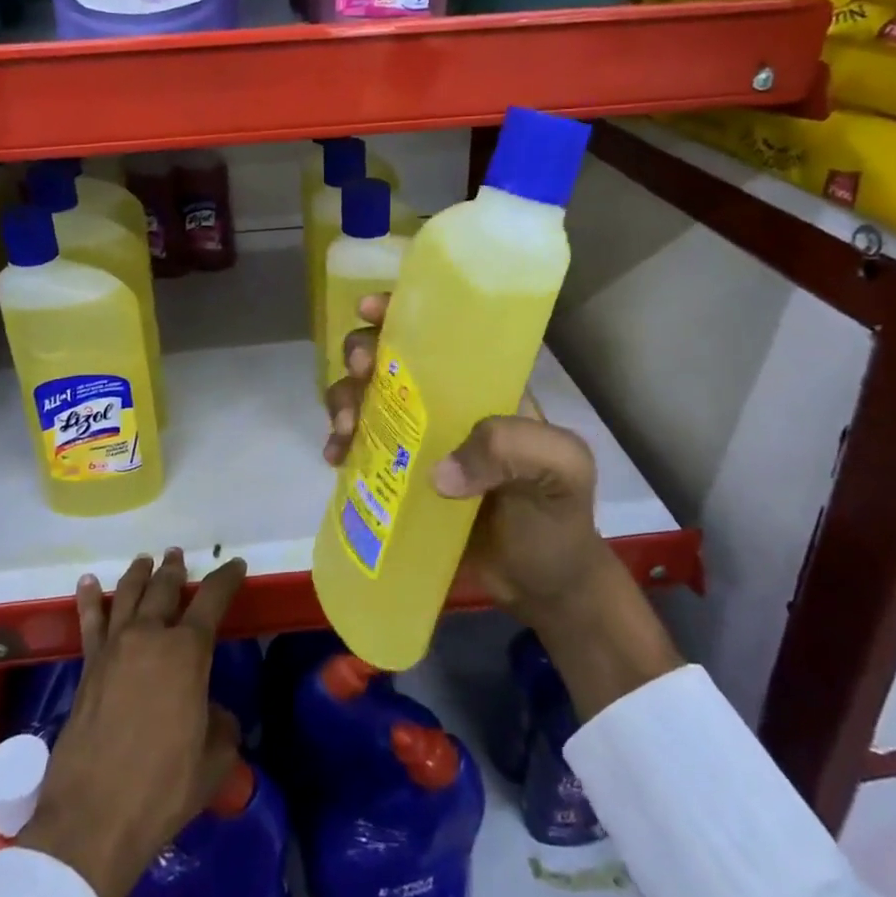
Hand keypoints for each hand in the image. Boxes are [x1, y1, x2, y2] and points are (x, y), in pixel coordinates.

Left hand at [19, 549, 246, 896]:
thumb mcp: (213, 760)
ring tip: (145, 560)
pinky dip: (89, 599)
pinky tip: (88, 583)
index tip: (235, 565)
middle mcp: (150, 637)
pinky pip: (89, 622)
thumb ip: (221, 726)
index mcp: (187, 652)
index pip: (212, 599)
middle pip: (164, 589)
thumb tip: (212, 714)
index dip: (227, 578)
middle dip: (175, 569)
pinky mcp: (87, 668)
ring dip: (139, 574)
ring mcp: (114, 649)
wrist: (93, 819)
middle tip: (178, 556)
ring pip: (127, 595)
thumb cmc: (163, 788)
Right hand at [325, 296, 681, 717]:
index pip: (440, 332)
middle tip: (360, 377)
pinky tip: (335, 460)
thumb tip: (439, 471)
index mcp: (482, 386)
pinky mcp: (395, 475)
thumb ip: (515, 451)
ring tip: (345, 434)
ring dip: (343, 401)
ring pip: (364, 397)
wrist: (540, 586)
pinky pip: (357, 446)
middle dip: (361, 355)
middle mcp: (443, 402)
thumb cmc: (555, 518)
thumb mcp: (560, 472)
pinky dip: (339, 444)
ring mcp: (415, 438)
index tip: (370, 310)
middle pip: (388, 357)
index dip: (400, 311)